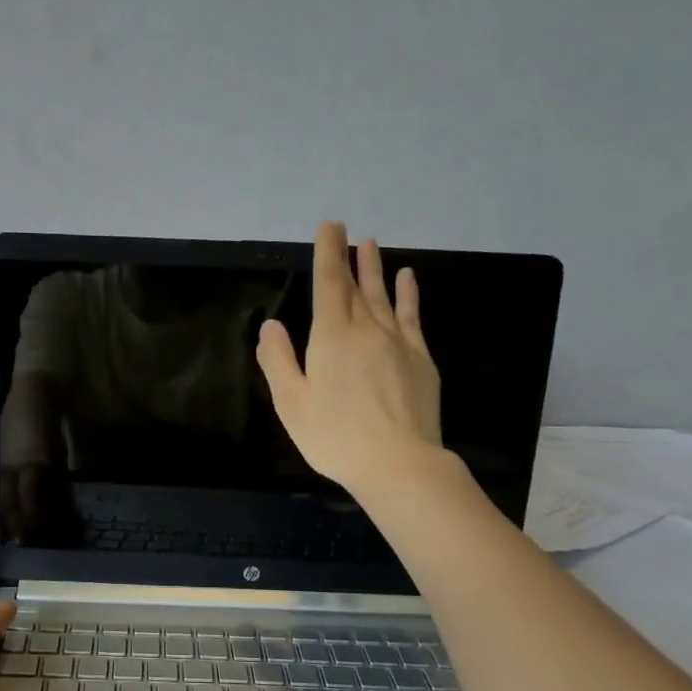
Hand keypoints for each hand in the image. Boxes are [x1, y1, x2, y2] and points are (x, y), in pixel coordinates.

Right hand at [256, 221, 443, 494]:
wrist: (399, 463)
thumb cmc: (335, 437)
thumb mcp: (292, 403)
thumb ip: (279, 361)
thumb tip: (271, 325)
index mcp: (331, 337)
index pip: (329, 283)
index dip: (328, 253)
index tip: (329, 227)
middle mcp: (366, 329)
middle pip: (355, 285)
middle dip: (348, 256)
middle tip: (346, 230)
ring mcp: (398, 342)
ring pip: (383, 295)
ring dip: (375, 268)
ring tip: (372, 244)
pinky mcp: (421, 358)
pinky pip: (411, 316)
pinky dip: (408, 294)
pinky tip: (407, 278)